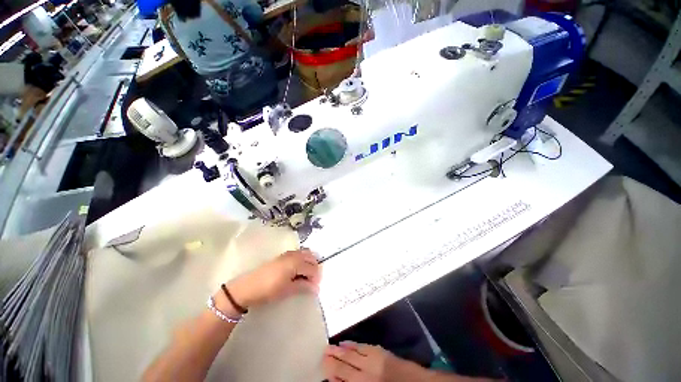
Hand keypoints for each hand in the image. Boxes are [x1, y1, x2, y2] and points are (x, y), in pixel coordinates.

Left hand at [227, 249, 320, 308]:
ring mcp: (288, 254)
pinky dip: (303, 260)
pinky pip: (298, 254)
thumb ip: (303, 286)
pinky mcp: (283, 255)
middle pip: (310, 258)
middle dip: (314, 268)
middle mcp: (294, 255)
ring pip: (305, 254)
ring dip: (309, 263)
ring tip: (306, 276)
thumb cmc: (268, 290)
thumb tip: (316, 288)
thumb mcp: (287, 290)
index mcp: (296, 263)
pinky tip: (299, 270)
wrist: (248, 287)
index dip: (316, 278)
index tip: (315, 287)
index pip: (312, 268)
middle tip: (312, 281)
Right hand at [323, 341, 414, 381]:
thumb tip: (335, 379)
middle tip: (321, 351)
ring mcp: (373, 360)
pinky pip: (362, 346)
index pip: (341, 376)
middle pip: (344, 364)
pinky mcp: (380, 351)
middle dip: (332, 358)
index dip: (330, 370)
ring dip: (339, 349)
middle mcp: (365, 372)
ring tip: (328, 346)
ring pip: (351, 353)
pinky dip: (352, 344)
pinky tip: (345, 343)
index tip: (322, 364)